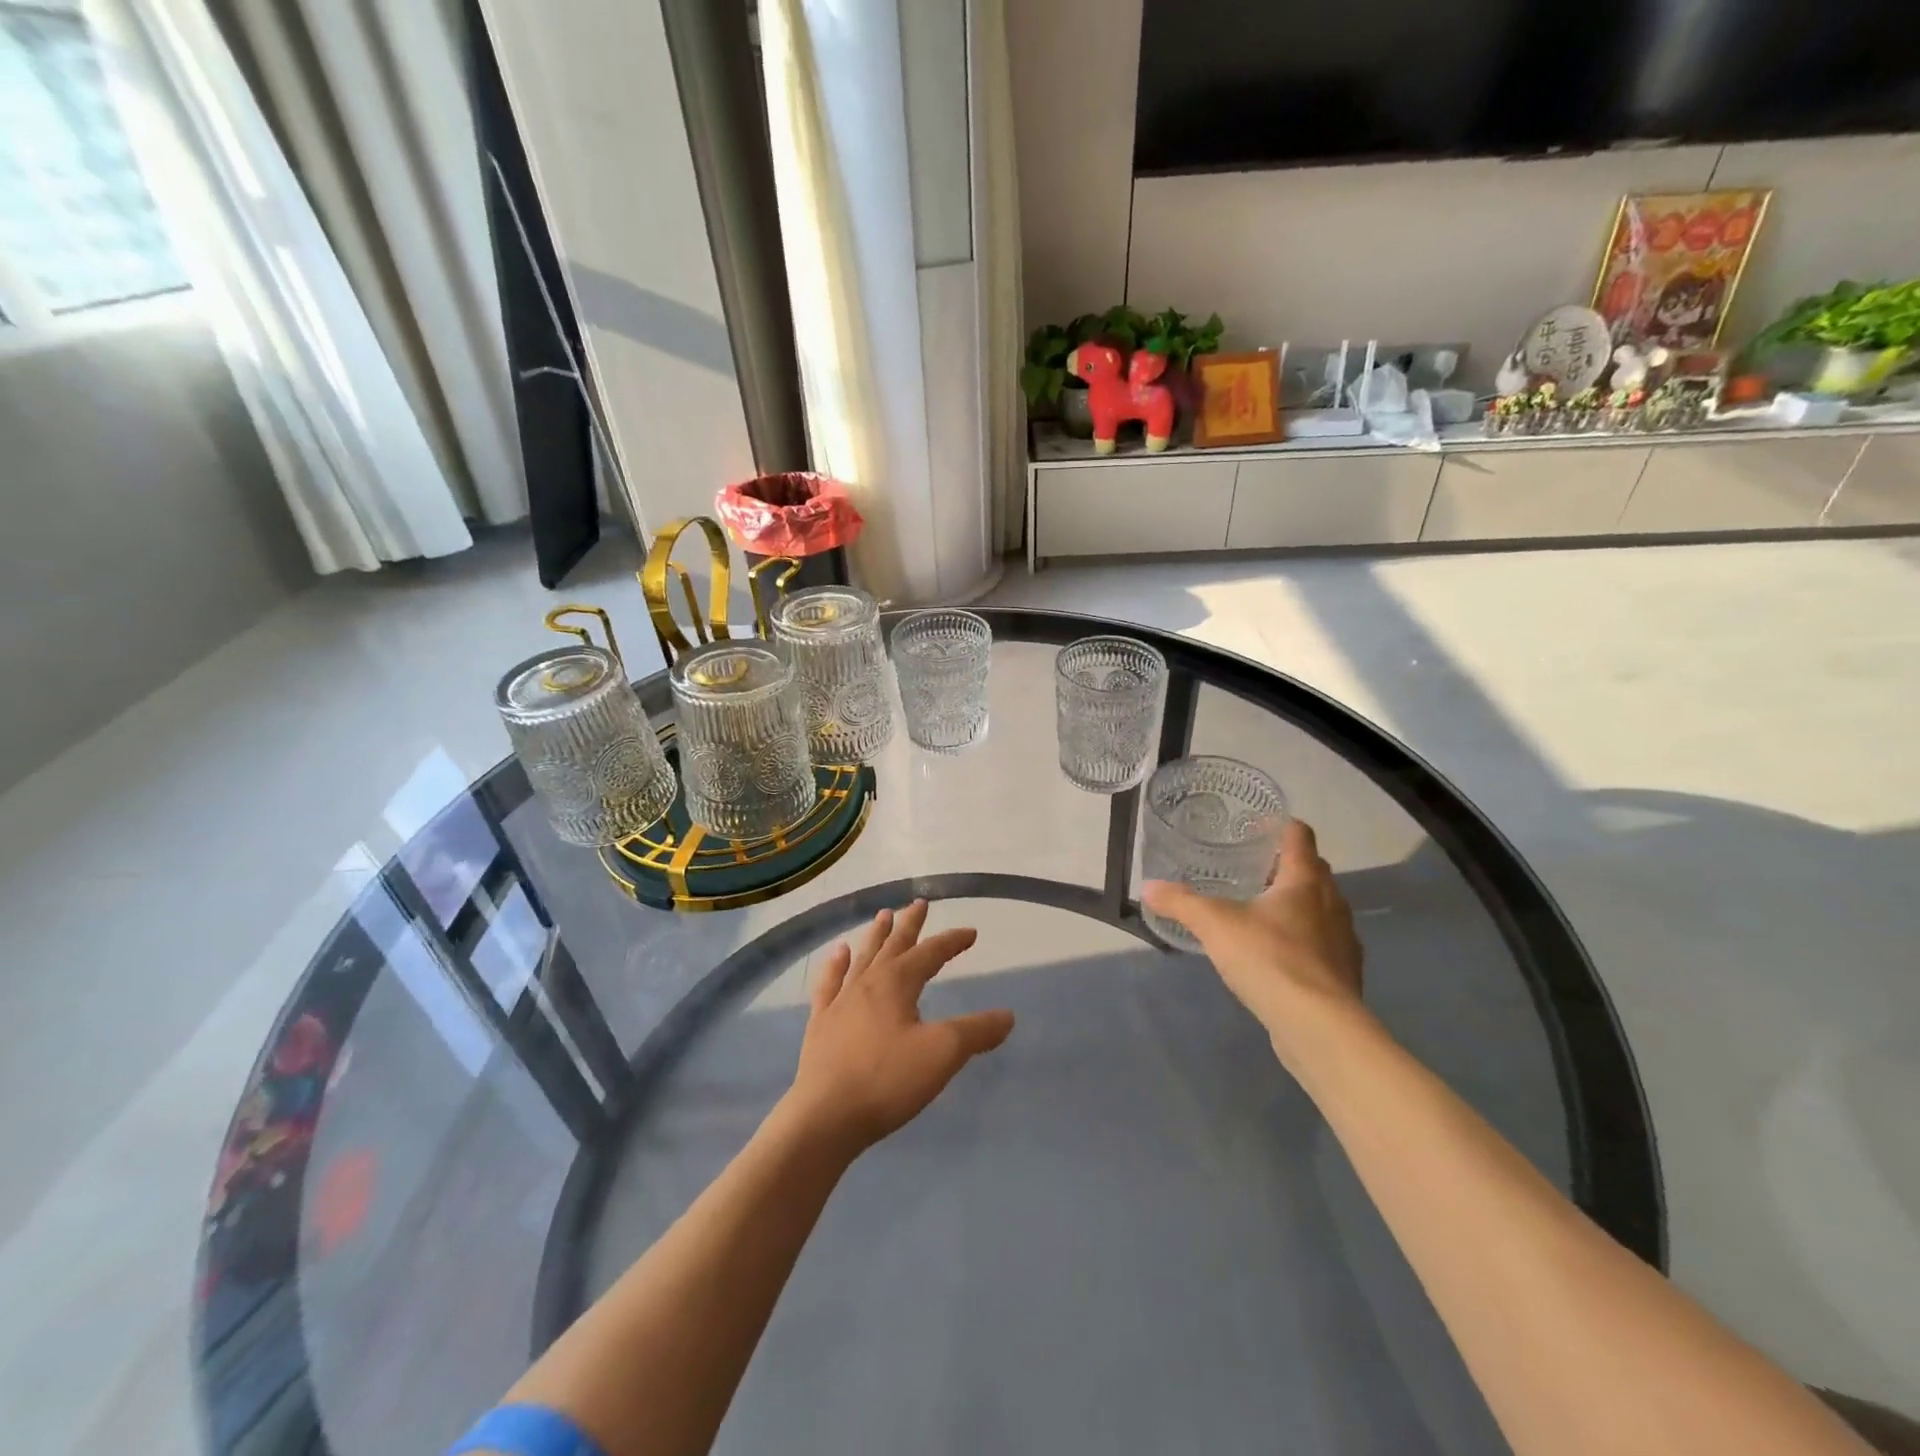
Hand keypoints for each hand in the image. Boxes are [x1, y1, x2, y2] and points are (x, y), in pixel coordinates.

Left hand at [784, 901, 1014, 1154]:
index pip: (930, 953)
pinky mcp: (821, 1024)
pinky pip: (829, 984)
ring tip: (882, 915)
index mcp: (897, 983)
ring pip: (862, 958)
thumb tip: (1007, 1016)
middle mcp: (868, 983)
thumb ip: (976, 1032)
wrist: (825, 1116)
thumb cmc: (887, 1080)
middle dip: (910, 925)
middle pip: (893, 946)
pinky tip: (837, 954)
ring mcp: (840, 1002)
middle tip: (918, 903)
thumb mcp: (942, 1054)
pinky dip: (835, 965)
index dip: (952, 941)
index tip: (971, 932)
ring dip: (876, 936)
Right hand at [1142, 820, 1364, 1061]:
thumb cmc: (1270, 958)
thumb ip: (1181, 902)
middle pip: (1313, 870)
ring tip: (1259, 911)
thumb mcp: (1215, 925)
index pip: (1299, 835)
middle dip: (1284, 866)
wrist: (1318, 1026)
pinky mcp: (1344, 973)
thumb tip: (1149, 887)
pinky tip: (1276, 954)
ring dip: (1296, 905)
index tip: (1257, 825)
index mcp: (1305, 880)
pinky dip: (1302, 940)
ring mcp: (1343, 939)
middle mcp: (1332, 902)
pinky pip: (1322, 943)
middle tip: (1248, 868)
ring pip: (1320, 908)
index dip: (1280, 825)